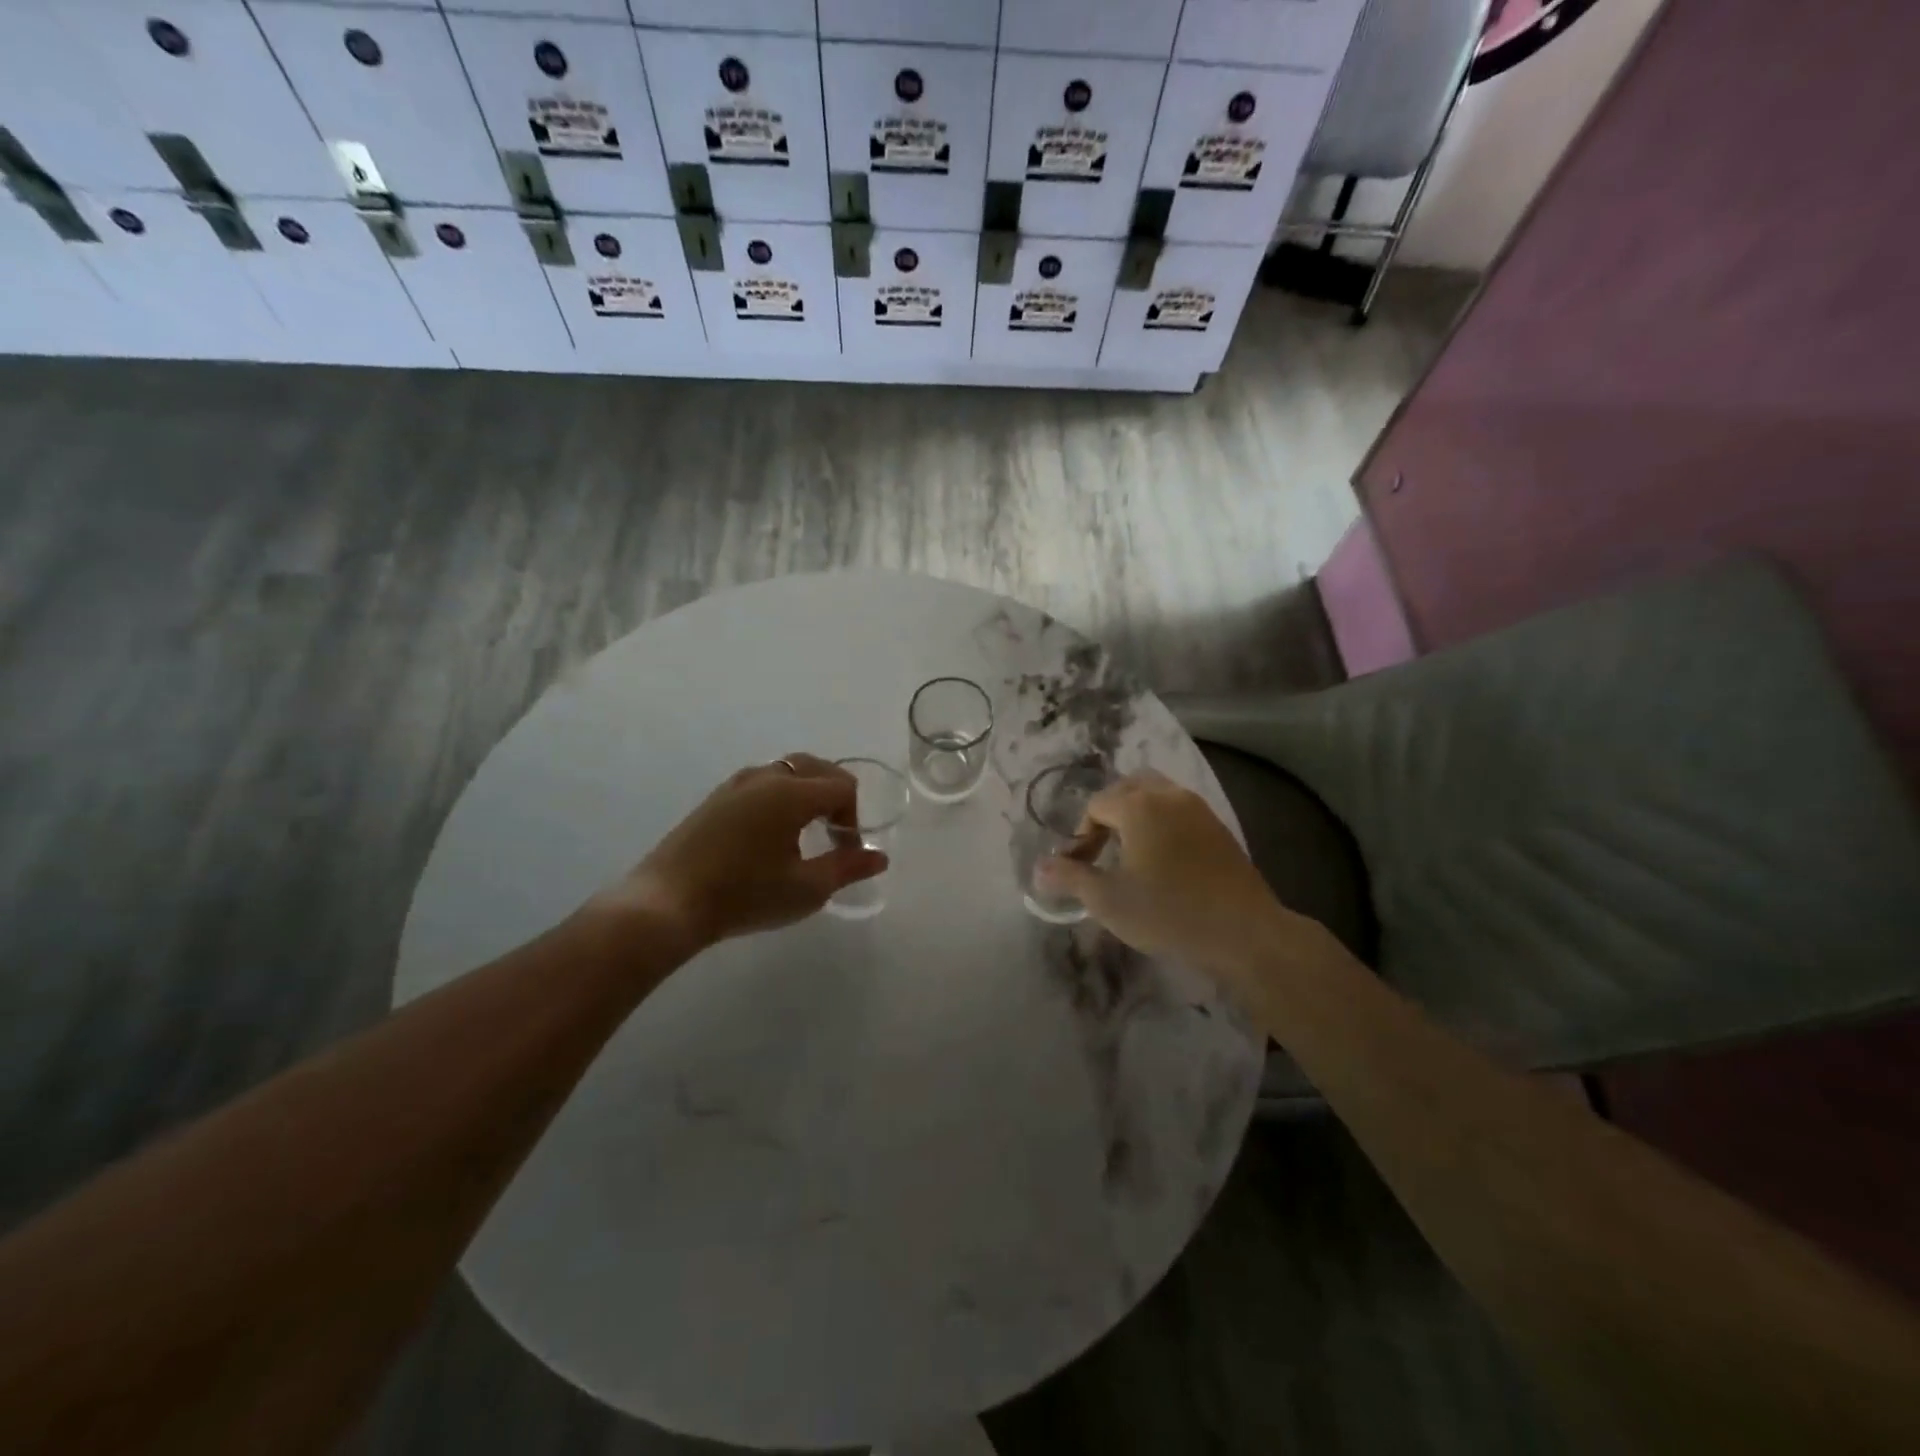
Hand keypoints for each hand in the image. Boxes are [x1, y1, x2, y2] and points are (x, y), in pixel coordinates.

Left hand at [592, 755, 886, 956]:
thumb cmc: (744, 895)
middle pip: (818, 768)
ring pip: (788, 772)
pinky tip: (772, 835)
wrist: (666, 904)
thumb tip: (878, 856)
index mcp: (791, 792)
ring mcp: (736, 784)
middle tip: (835, 836)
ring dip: (809, 794)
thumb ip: (847, 868)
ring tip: (806, 834)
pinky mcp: (716, 798)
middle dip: (836, 797)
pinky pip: (763, 783)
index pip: (842, 787)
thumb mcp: (806, 889)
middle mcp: (765, 776)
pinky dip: (782, 797)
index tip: (847, 853)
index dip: (854, 818)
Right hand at [1035, 771, 1304, 980]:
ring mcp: (1198, 809)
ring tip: (1130, 850)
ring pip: (1157, 793)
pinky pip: (1179, 809)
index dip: (1082, 835)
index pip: (1097, 805)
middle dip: (1108, 813)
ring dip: (1136, 813)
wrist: (1243, 932)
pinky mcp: (1218, 827)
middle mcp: (1169, 796)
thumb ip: (1071, 878)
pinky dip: (1161, 821)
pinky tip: (1163, 858)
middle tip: (1102, 849)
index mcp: (1139, 806)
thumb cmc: (1168, 913)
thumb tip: (1039, 867)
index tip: (1082, 867)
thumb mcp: (1108, 901)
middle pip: (1127, 788)